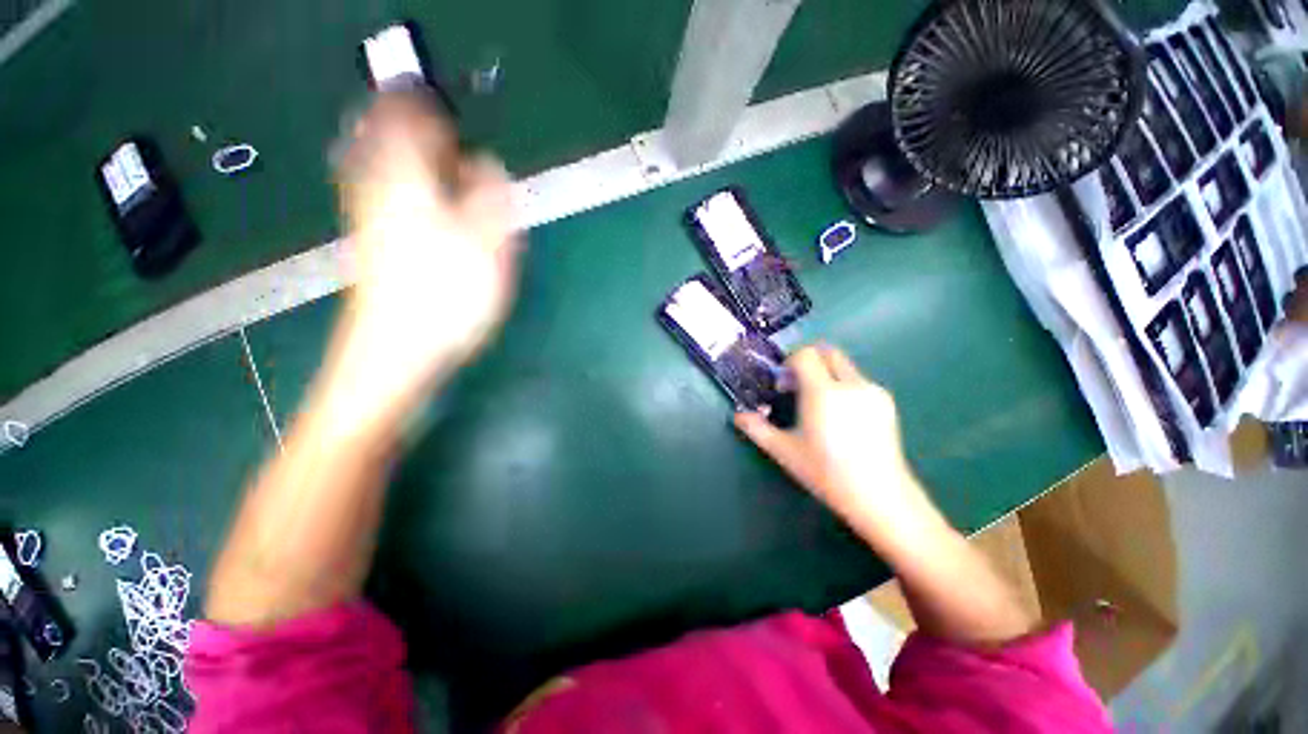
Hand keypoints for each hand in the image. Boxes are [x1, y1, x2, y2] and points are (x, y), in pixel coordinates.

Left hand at [326, 91, 521, 426]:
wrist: (396, 354)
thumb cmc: (446, 299)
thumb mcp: (486, 248)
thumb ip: (490, 199)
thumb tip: (488, 163)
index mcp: (409, 183)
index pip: (408, 120)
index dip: (428, 106)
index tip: (451, 108)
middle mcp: (380, 191)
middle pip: (381, 136)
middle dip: (408, 122)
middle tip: (440, 128)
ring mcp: (369, 220)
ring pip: (376, 165)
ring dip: (400, 151)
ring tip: (433, 158)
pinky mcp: (371, 246)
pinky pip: (377, 195)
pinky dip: (395, 184)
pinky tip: (417, 200)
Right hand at [734, 345, 942, 545]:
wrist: (879, 496)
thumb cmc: (826, 472)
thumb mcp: (784, 451)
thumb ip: (757, 429)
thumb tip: (738, 416)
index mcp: (823, 393)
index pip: (805, 355)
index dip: (789, 363)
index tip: (782, 385)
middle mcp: (851, 384)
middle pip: (827, 352)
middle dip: (808, 362)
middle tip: (796, 387)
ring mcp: (872, 391)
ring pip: (844, 366)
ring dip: (825, 374)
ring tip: (818, 406)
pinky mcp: (886, 402)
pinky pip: (858, 380)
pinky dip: (842, 386)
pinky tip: (840, 416)